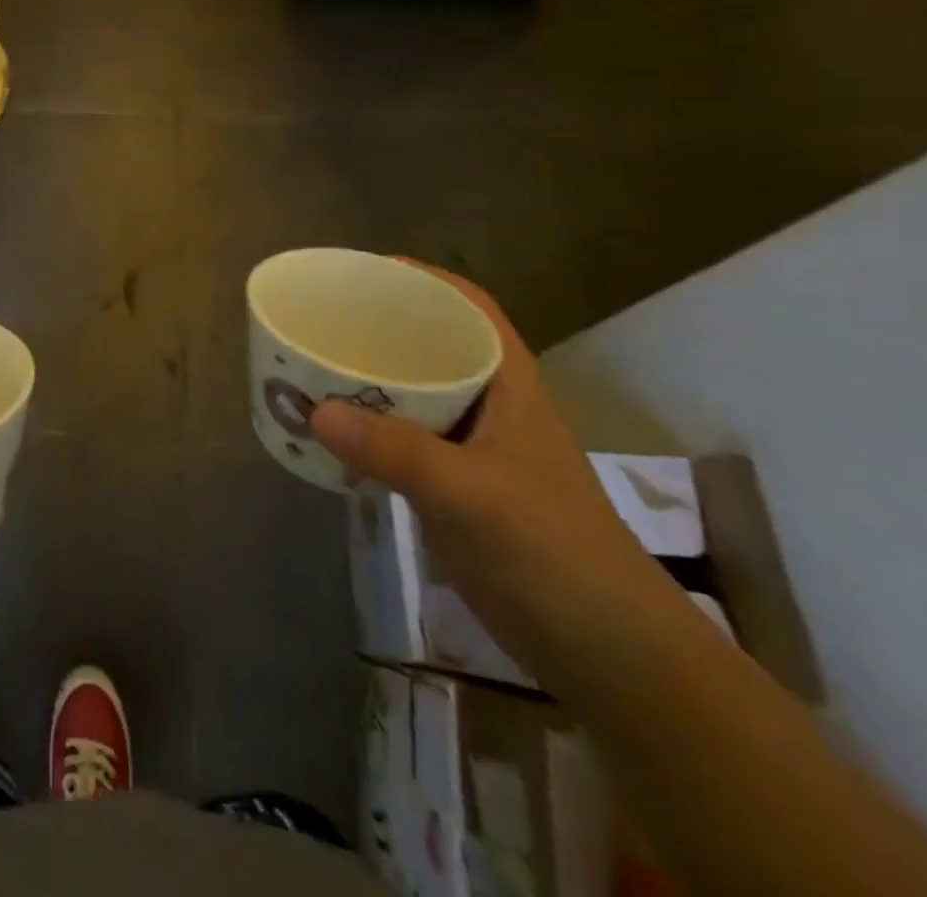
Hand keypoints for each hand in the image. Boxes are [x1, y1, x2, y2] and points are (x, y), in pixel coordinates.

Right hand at [309, 265, 684, 693]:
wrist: (610, 654)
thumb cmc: (552, 553)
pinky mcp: (459, 491)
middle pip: (435, 346)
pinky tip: (335, 435)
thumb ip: (394, 451)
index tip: (364, 272)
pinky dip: (370, 430)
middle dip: (382, 328)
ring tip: (316, 368)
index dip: (422, 279)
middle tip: (324, 320)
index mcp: (509, 386)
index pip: (471, 309)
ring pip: (417, 396)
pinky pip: (405, 442)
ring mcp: (477, 452)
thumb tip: (317, 411)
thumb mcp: (471, 494)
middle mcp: (492, 408)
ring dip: (371, 381)